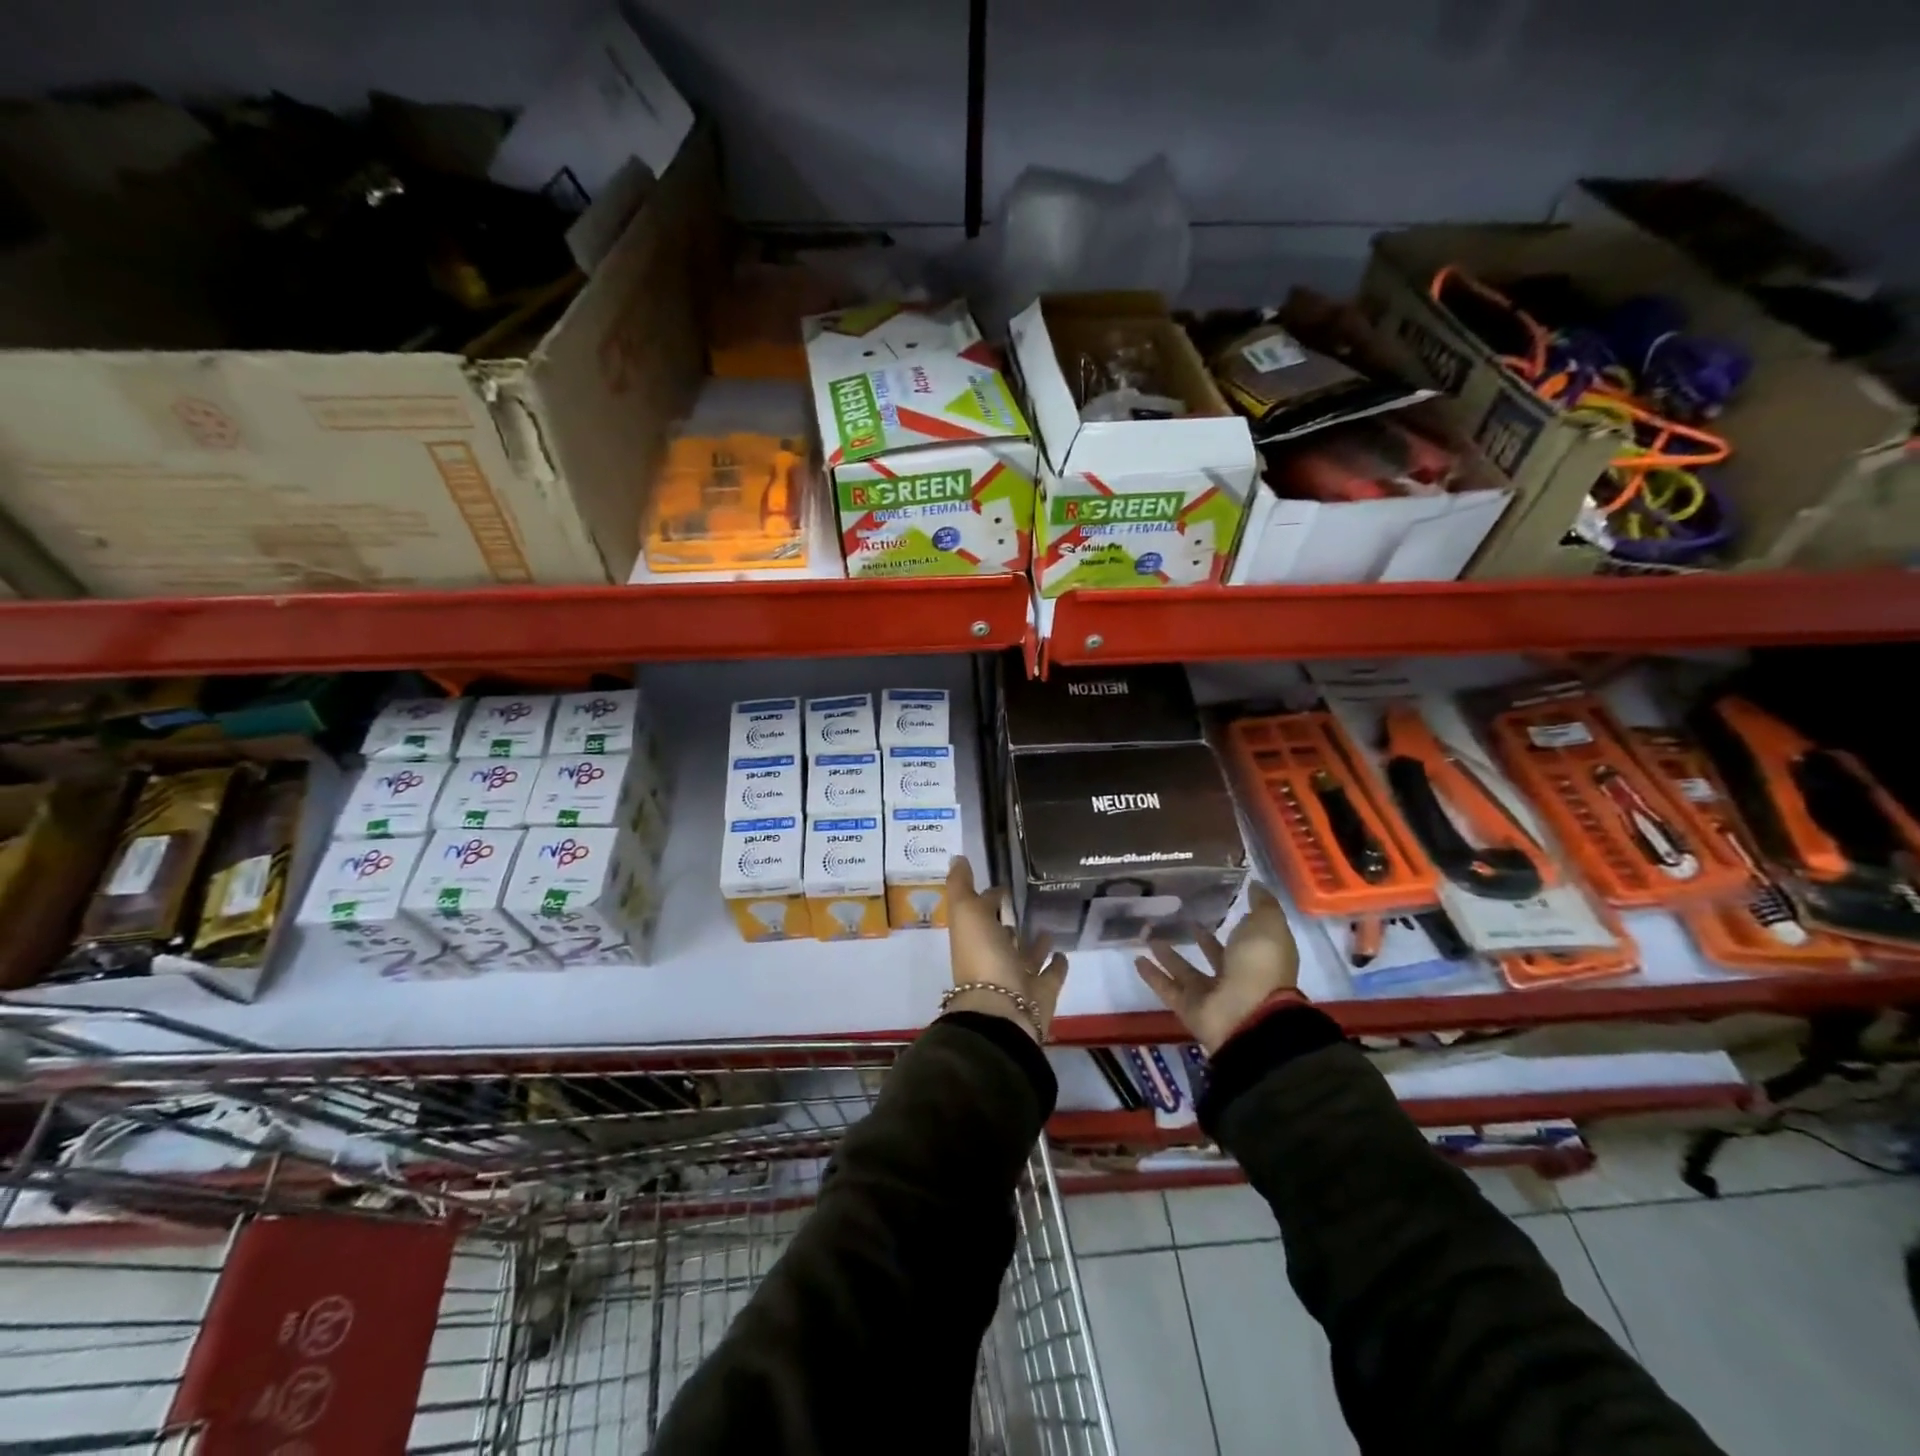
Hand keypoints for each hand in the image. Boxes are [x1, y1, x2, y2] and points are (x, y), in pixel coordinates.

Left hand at [944, 856, 1066, 1041]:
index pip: (979, 913)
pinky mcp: (1042, 994)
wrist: (1003, 1011)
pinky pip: (1050, 975)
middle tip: (1026, 903)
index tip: (1001, 884)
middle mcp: (993, 958)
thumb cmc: (983, 956)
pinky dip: (1056, 965)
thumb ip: (961, 885)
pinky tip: (1063, 952)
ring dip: (1034, 943)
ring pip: (1026, 956)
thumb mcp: (966, 912)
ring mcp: (1017, 978)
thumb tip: (957, 857)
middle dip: (1009, 922)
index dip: (986, 898)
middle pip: (1002, 937)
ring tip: (1048, 925)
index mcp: (973, 939)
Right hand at [1134, 881, 1300, 1053]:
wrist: (1248, 1014)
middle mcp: (1235, 976)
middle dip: (1198, 938)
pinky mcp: (1188, 1007)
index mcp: (1257, 958)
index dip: (1233, 923)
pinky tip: (1137, 959)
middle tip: (1177, 918)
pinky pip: (1167, 988)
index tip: (1213, 902)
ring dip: (1169, 955)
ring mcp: (1210, 994)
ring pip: (1185, 970)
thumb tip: (1255, 885)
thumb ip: (1262, 905)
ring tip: (1150, 935)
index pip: (1244, 938)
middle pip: (1213, 955)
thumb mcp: (1267, 925)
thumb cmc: (1260, 965)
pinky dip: (1152, 976)